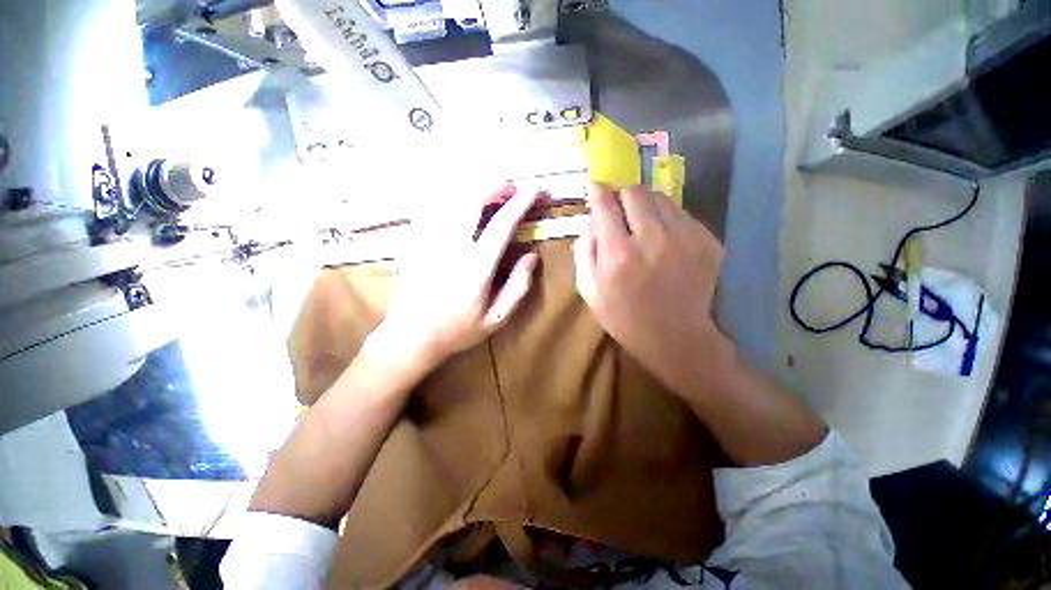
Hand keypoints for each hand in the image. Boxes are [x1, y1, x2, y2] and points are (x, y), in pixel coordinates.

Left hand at [371, 183, 539, 372]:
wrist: (410, 336)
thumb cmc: (457, 330)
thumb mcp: (495, 319)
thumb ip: (518, 288)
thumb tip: (531, 257)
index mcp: (476, 267)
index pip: (502, 224)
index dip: (522, 202)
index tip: (537, 189)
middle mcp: (452, 247)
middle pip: (473, 199)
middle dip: (496, 185)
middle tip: (512, 188)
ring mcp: (429, 241)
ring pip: (452, 199)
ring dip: (475, 188)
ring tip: (491, 191)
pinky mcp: (415, 241)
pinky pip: (433, 207)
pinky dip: (451, 197)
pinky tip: (460, 200)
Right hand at [573, 184, 728, 398]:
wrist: (675, 337)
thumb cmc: (623, 316)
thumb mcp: (588, 290)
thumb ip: (584, 250)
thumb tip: (591, 219)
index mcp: (618, 254)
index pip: (605, 204)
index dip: (598, 191)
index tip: (595, 188)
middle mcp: (652, 239)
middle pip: (635, 192)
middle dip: (622, 196)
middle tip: (619, 210)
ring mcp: (685, 239)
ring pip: (661, 197)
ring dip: (646, 205)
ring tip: (641, 223)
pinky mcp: (707, 242)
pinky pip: (682, 213)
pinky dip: (667, 218)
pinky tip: (663, 237)